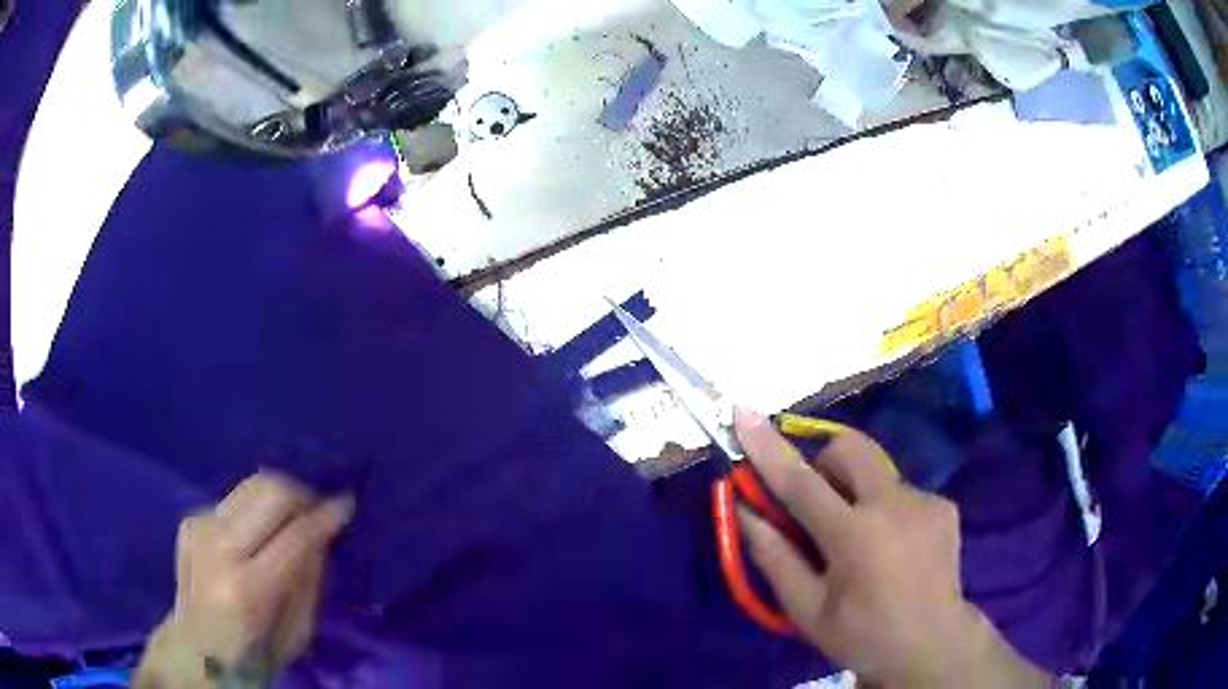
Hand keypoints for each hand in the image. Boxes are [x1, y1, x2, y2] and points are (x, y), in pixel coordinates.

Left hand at [136, 472, 352, 688]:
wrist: (196, 650)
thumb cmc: (255, 654)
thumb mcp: (298, 632)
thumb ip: (309, 579)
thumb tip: (322, 532)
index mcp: (249, 588)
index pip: (296, 535)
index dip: (325, 516)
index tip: (346, 505)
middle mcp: (220, 547)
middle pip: (270, 491)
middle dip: (302, 494)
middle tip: (317, 511)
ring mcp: (200, 528)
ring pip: (251, 485)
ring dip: (279, 498)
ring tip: (291, 519)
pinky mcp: (190, 520)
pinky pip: (234, 501)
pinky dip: (254, 512)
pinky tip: (256, 536)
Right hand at [733, 408, 1047, 687]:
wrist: (933, 645)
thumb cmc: (862, 635)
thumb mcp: (807, 611)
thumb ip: (775, 558)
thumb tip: (746, 512)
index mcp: (854, 537)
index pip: (801, 482)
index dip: (768, 446)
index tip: (744, 412)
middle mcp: (893, 505)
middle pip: (851, 448)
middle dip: (825, 461)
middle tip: (819, 507)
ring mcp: (925, 501)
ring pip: (877, 473)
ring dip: (857, 494)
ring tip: (864, 543)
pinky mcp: (943, 506)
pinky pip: (901, 492)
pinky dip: (885, 510)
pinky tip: (893, 549)